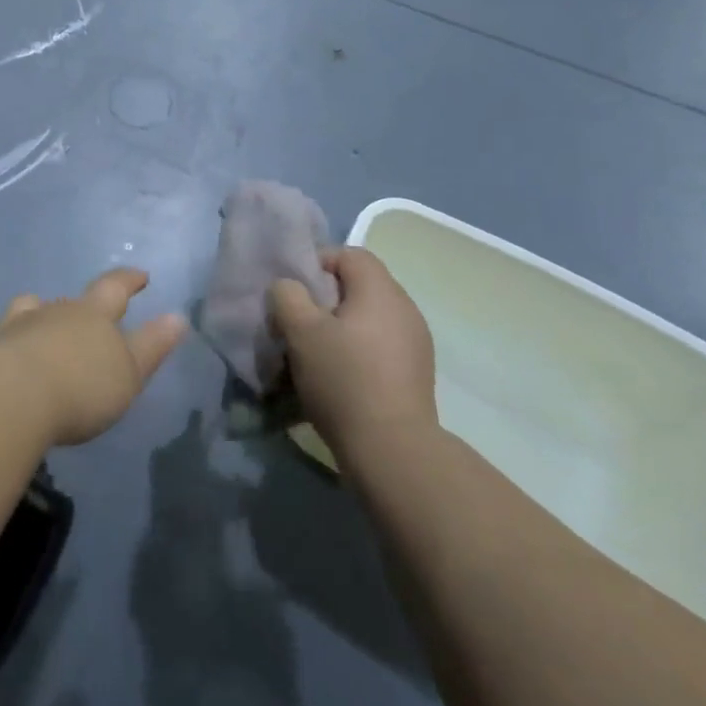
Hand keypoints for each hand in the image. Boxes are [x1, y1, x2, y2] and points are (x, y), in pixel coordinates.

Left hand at [0, 269, 187, 445]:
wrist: (12, 395)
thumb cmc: (81, 386)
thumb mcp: (129, 372)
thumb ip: (152, 345)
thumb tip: (177, 316)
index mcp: (93, 315)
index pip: (115, 288)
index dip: (129, 280)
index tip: (140, 274)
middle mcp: (54, 312)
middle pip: (70, 300)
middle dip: (82, 304)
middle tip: (89, 309)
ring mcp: (18, 326)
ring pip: (29, 309)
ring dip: (37, 314)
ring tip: (39, 324)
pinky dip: (2, 341)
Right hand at [268, 247, 436, 456]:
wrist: (393, 451)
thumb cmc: (343, 378)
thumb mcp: (300, 330)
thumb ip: (288, 295)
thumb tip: (290, 288)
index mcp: (381, 290)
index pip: (349, 254)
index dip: (317, 263)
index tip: (294, 290)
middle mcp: (405, 309)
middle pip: (360, 286)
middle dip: (326, 298)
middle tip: (299, 322)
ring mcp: (416, 344)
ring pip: (369, 318)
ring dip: (341, 328)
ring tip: (316, 353)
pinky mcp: (417, 375)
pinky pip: (381, 346)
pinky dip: (358, 351)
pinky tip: (340, 378)